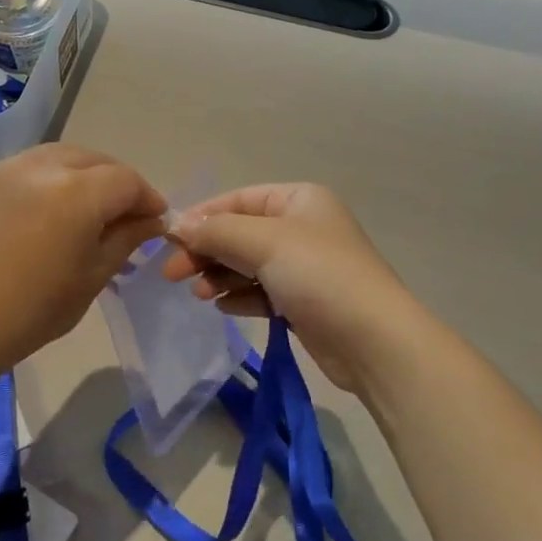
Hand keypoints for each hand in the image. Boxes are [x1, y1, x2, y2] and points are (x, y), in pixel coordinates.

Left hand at [0, 145, 166, 368]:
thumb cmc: (35, 309)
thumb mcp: (94, 275)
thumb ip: (127, 238)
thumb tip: (152, 221)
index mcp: (76, 193)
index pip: (127, 181)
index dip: (148, 198)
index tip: (157, 221)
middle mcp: (44, 167)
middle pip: (98, 161)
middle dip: (120, 183)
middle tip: (130, 215)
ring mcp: (12, 168)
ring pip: (66, 155)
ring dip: (89, 173)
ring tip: (95, 207)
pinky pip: (37, 163)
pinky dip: (58, 174)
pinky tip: (59, 204)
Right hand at [160, 183, 419, 396]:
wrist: (373, 341)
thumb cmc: (319, 275)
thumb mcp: (264, 242)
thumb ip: (217, 231)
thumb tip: (177, 226)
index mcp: (299, 200)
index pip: (239, 199)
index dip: (203, 216)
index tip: (168, 239)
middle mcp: (302, 227)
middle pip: (240, 232)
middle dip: (207, 250)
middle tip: (172, 273)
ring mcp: (304, 266)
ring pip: (247, 263)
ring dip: (220, 275)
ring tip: (200, 294)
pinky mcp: (303, 301)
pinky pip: (260, 291)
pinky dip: (240, 296)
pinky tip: (224, 307)